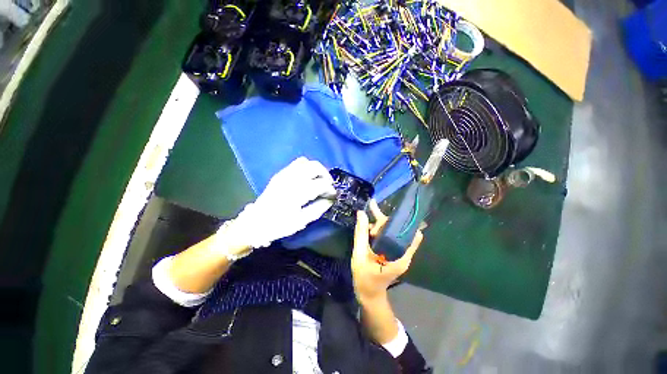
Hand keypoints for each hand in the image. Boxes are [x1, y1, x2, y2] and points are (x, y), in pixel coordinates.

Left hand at [226, 157, 335, 249]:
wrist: (255, 222)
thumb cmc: (279, 225)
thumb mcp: (301, 221)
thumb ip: (318, 208)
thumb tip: (330, 199)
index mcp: (296, 193)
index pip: (320, 184)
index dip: (330, 188)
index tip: (333, 195)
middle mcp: (291, 180)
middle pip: (315, 167)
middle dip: (326, 175)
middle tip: (328, 185)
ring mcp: (284, 174)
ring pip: (306, 162)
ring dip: (316, 169)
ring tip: (319, 180)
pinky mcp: (280, 174)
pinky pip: (297, 163)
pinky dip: (306, 168)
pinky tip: (308, 178)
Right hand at [351, 200, 422, 302]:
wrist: (369, 295)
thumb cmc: (365, 279)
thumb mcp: (359, 255)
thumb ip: (361, 234)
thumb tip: (361, 213)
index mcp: (401, 256)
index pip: (410, 233)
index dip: (401, 220)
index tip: (391, 211)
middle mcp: (403, 253)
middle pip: (398, 229)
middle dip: (383, 222)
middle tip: (369, 221)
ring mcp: (399, 253)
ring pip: (392, 231)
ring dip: (380, 226)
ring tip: (367, 229)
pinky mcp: (393, 253)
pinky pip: (389, 237)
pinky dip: (380, 231)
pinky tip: (370, 230)